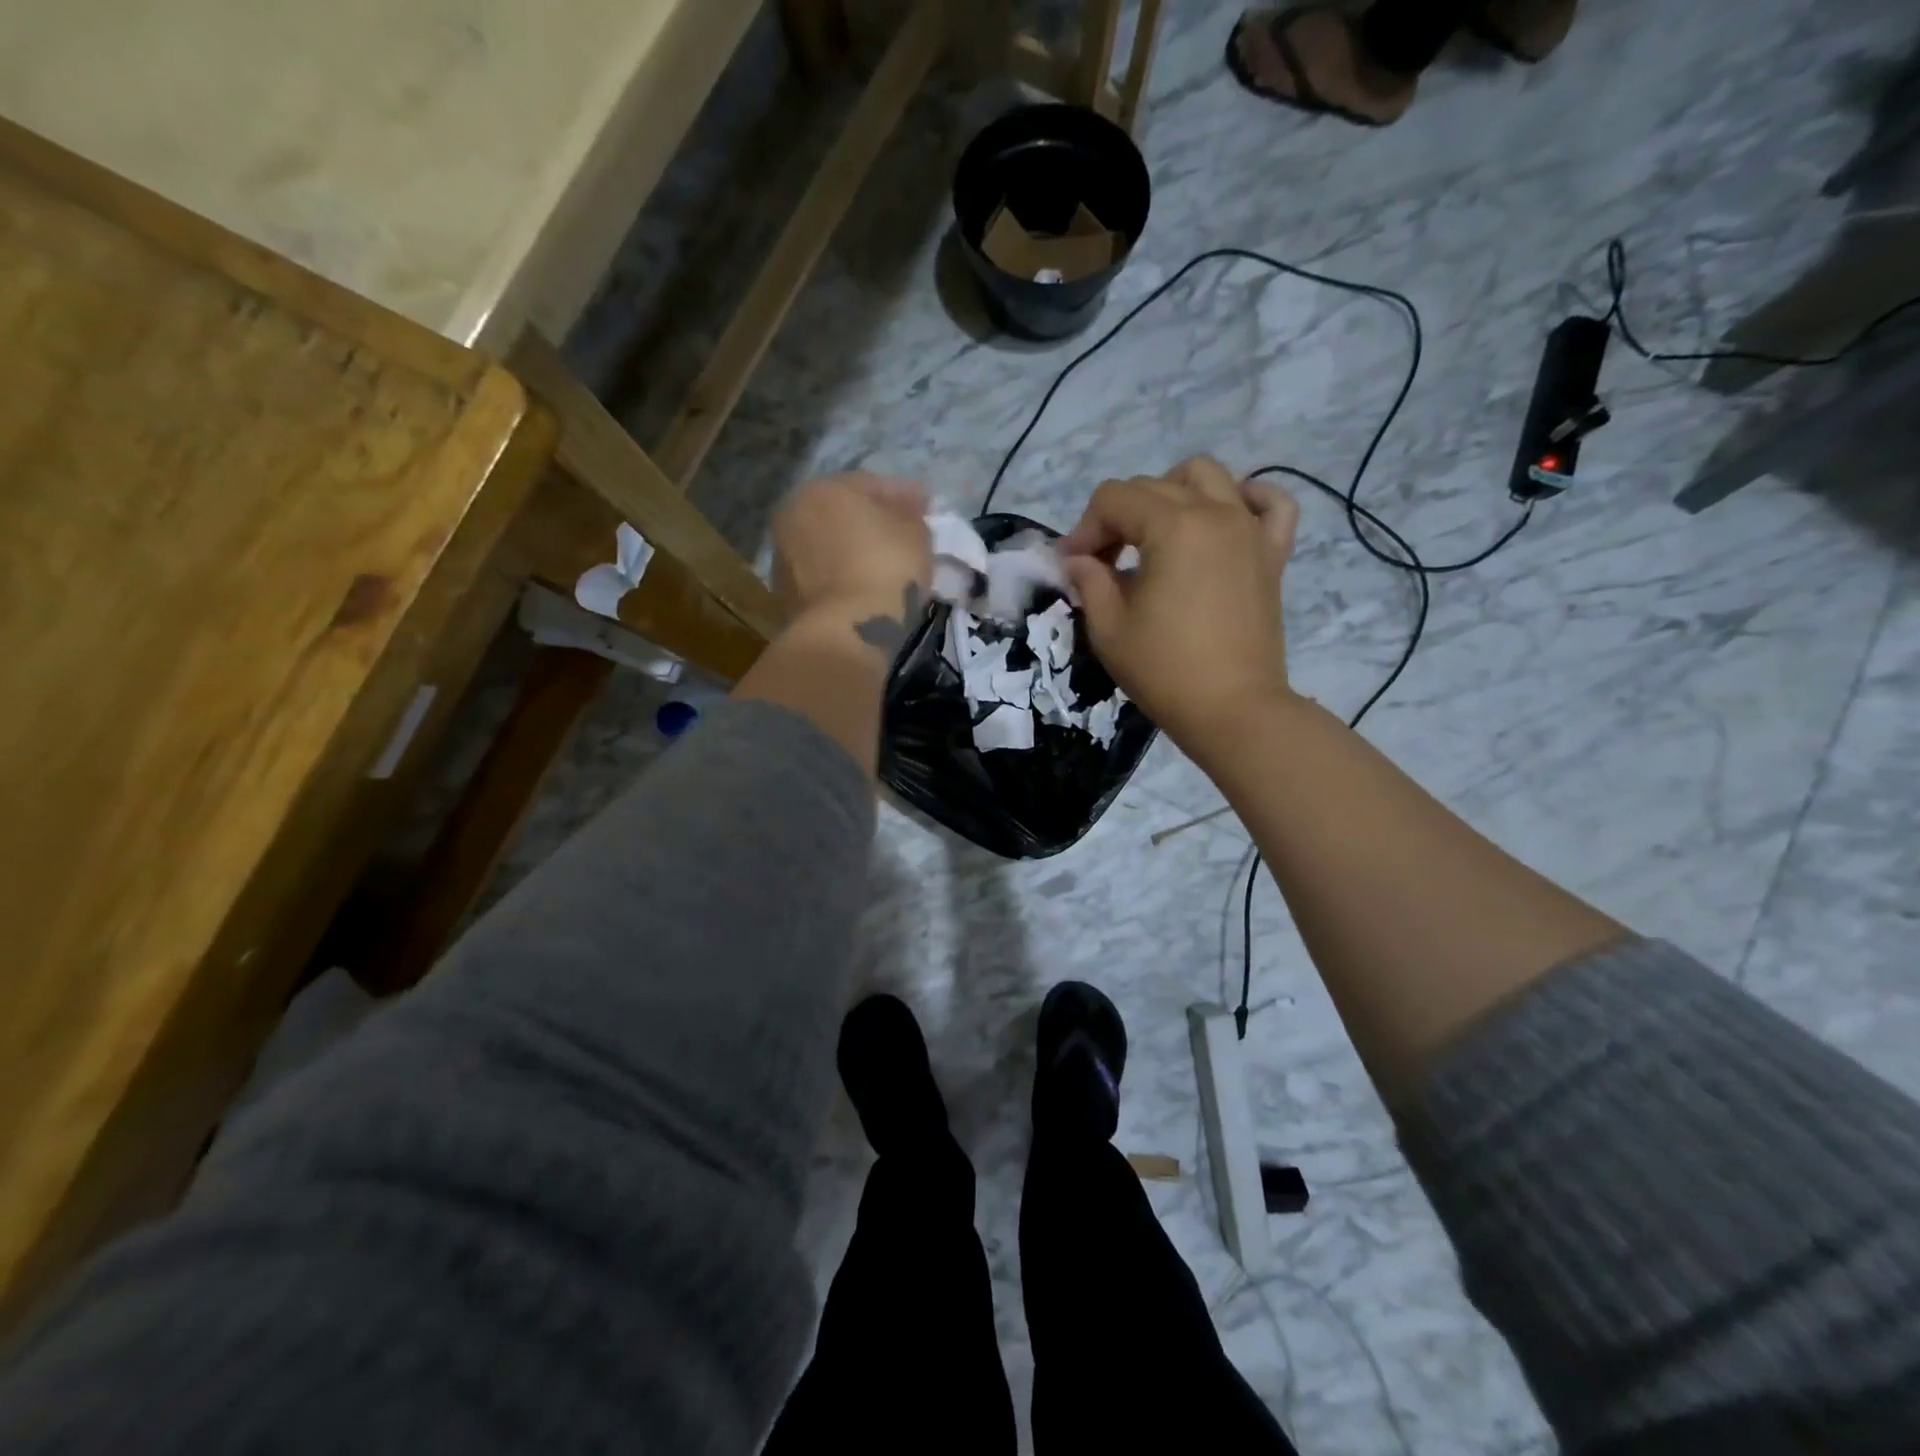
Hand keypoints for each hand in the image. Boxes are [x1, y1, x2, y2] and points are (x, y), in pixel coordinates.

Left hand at [772, 472, 932, 652]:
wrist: (846, 630)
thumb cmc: (885, 569)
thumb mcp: (916, 534)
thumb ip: (911, 516)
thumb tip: (907, 511)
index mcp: (823, 489)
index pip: (871, 484)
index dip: (904, 495)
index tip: (927, 506)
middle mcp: (793, 514)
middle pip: (842, 513)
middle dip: (871, 521)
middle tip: (902, 535)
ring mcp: (783, 556)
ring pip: (827, 545)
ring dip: (851, 550)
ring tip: (881, 565)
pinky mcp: (784, 594)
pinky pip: (822, 575)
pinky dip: (840, 576)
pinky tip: (862, 586)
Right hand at [1058, 456, 1298, 750]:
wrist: (1232, 710)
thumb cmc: (1164, 671)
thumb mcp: (1109, 628)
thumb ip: (1089, 581)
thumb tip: (1078, 559)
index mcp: (1173, 526)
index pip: (1114, 499)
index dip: (1085, 529)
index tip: (1074, 567)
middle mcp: (1215, 512)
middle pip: (1153, 486)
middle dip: (1118, 518)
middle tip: (1104, 564)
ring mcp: (1249, 529)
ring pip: (1208, 476)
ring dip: (1171, 493)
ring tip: (1156, 535)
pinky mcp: (1272, 553)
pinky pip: (1270, 502)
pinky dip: (1246, 498)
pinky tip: (1224, 518)